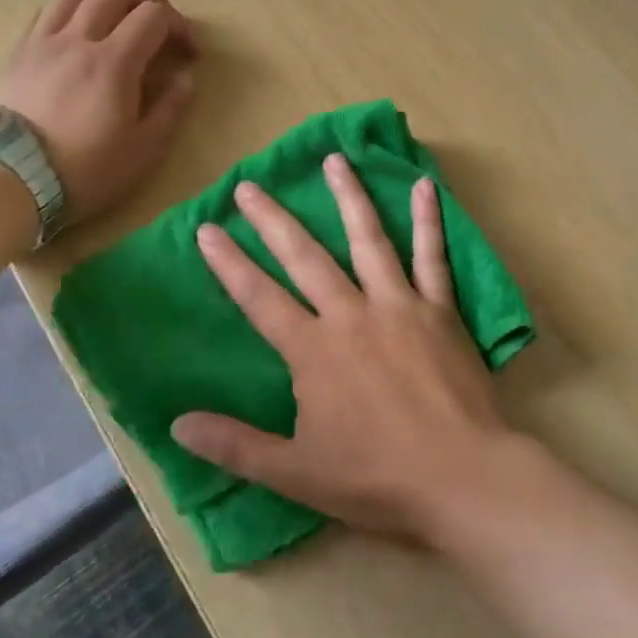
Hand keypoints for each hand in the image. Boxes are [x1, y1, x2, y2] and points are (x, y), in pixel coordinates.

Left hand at [0, 0, 196, 226]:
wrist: (14, 180)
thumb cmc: (87, 169)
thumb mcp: (145, 149)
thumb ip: (171, 107)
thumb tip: (185, 77)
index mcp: (114, 62)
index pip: (154, 16)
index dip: (180, 26)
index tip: (188, 52)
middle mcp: (78, 39)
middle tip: (158, 22)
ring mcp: (43, 42)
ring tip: (115, 19)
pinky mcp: (17, 52)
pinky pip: (44, 11)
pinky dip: (69, 11)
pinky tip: (76, 33)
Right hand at [171, 154, 512, 541]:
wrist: (461, 478)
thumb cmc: (376, 478)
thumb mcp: (295, 472)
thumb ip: (235, 445)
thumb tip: (175, 424)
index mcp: (313, 351)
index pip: (260, 298)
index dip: (230, 263)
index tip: (207, 228)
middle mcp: (352, 314)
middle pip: (305, 257)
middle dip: (273, 219)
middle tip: (250, 184)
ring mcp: (400, 305)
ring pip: (368, 240)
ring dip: (348, 197)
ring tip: (334, 159)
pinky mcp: (440, 310)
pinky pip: (433, 256)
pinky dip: (428, 220)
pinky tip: (425, 185)